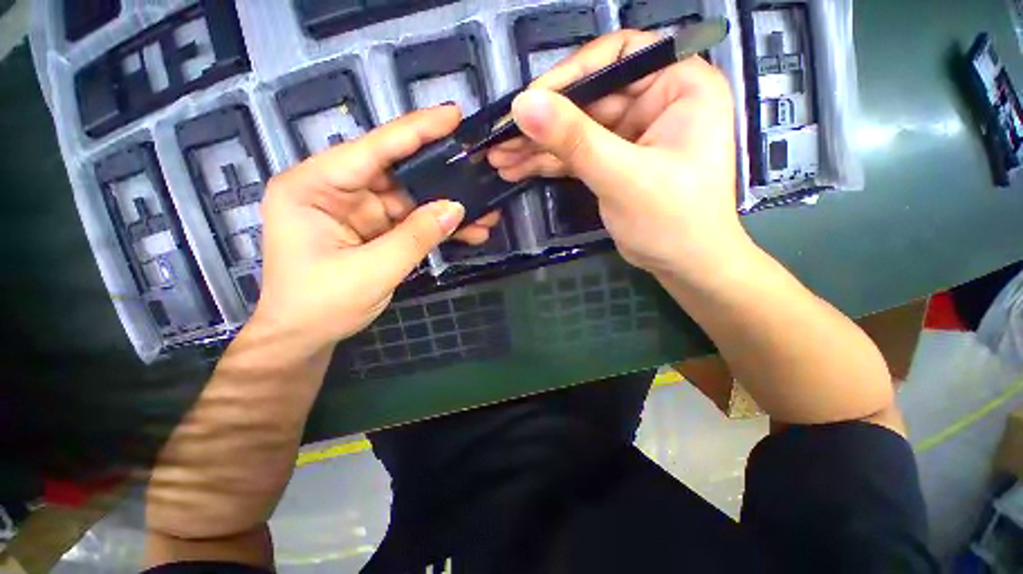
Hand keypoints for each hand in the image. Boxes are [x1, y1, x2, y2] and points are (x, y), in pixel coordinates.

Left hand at [251, 106, 499, 351]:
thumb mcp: (372, 271)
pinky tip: (468, 232)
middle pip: (396, 172)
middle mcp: (334, 190)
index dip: (415, 131)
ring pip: (410, 200)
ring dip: (446, 209)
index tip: (452, 115)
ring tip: (485, 212)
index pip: (371, 149)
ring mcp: (357, 211)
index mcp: (312, 187)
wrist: (305, 337)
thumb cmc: (321, 305)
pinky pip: (411, 222)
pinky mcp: (373, 230)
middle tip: (477, 167)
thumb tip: (457, 207)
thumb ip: (416, 236)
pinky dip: (437, 228)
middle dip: (441, 175)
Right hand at [489, 30, 746, 277]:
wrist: (682, 265)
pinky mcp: (613, 161)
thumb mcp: (623, 177)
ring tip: (499, 158)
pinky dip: (547, 162)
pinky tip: (516, 169)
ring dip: (537, 146)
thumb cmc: (672, 220)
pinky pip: (575, 154)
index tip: (530, 100)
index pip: (619, 56)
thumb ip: (575, 140)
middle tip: (500, 137)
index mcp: (678, 86)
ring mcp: (631, 133)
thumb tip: (523, 105)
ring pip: (576, 130)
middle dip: (542, 122)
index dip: (571, 74)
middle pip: (588, 98)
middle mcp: (655, 101)